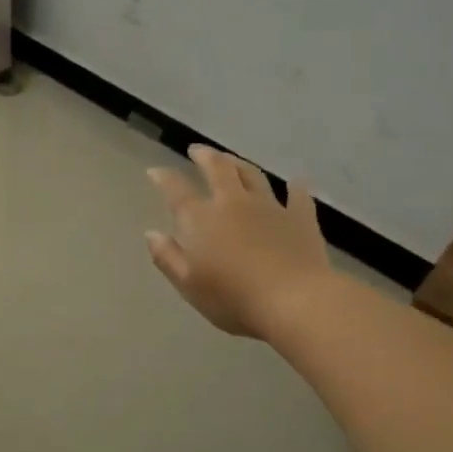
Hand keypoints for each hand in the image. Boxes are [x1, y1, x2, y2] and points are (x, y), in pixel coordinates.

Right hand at [146, 145, 329, 338]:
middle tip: (197, 150)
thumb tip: (152, 234)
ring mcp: (270, 208)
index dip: (164, 178)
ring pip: (253, 176)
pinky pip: (298, 197)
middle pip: (218, 170)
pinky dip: (295, 188)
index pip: (177, 191)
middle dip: (205, 157)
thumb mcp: (188, 285)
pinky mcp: (301, 219)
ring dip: (240, 164)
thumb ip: (168, 257)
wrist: (295, 301)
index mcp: (201, 219)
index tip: (155, 171)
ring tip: (232, 159)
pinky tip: (295, 183)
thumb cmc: (233, 298)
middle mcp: (233, 204)